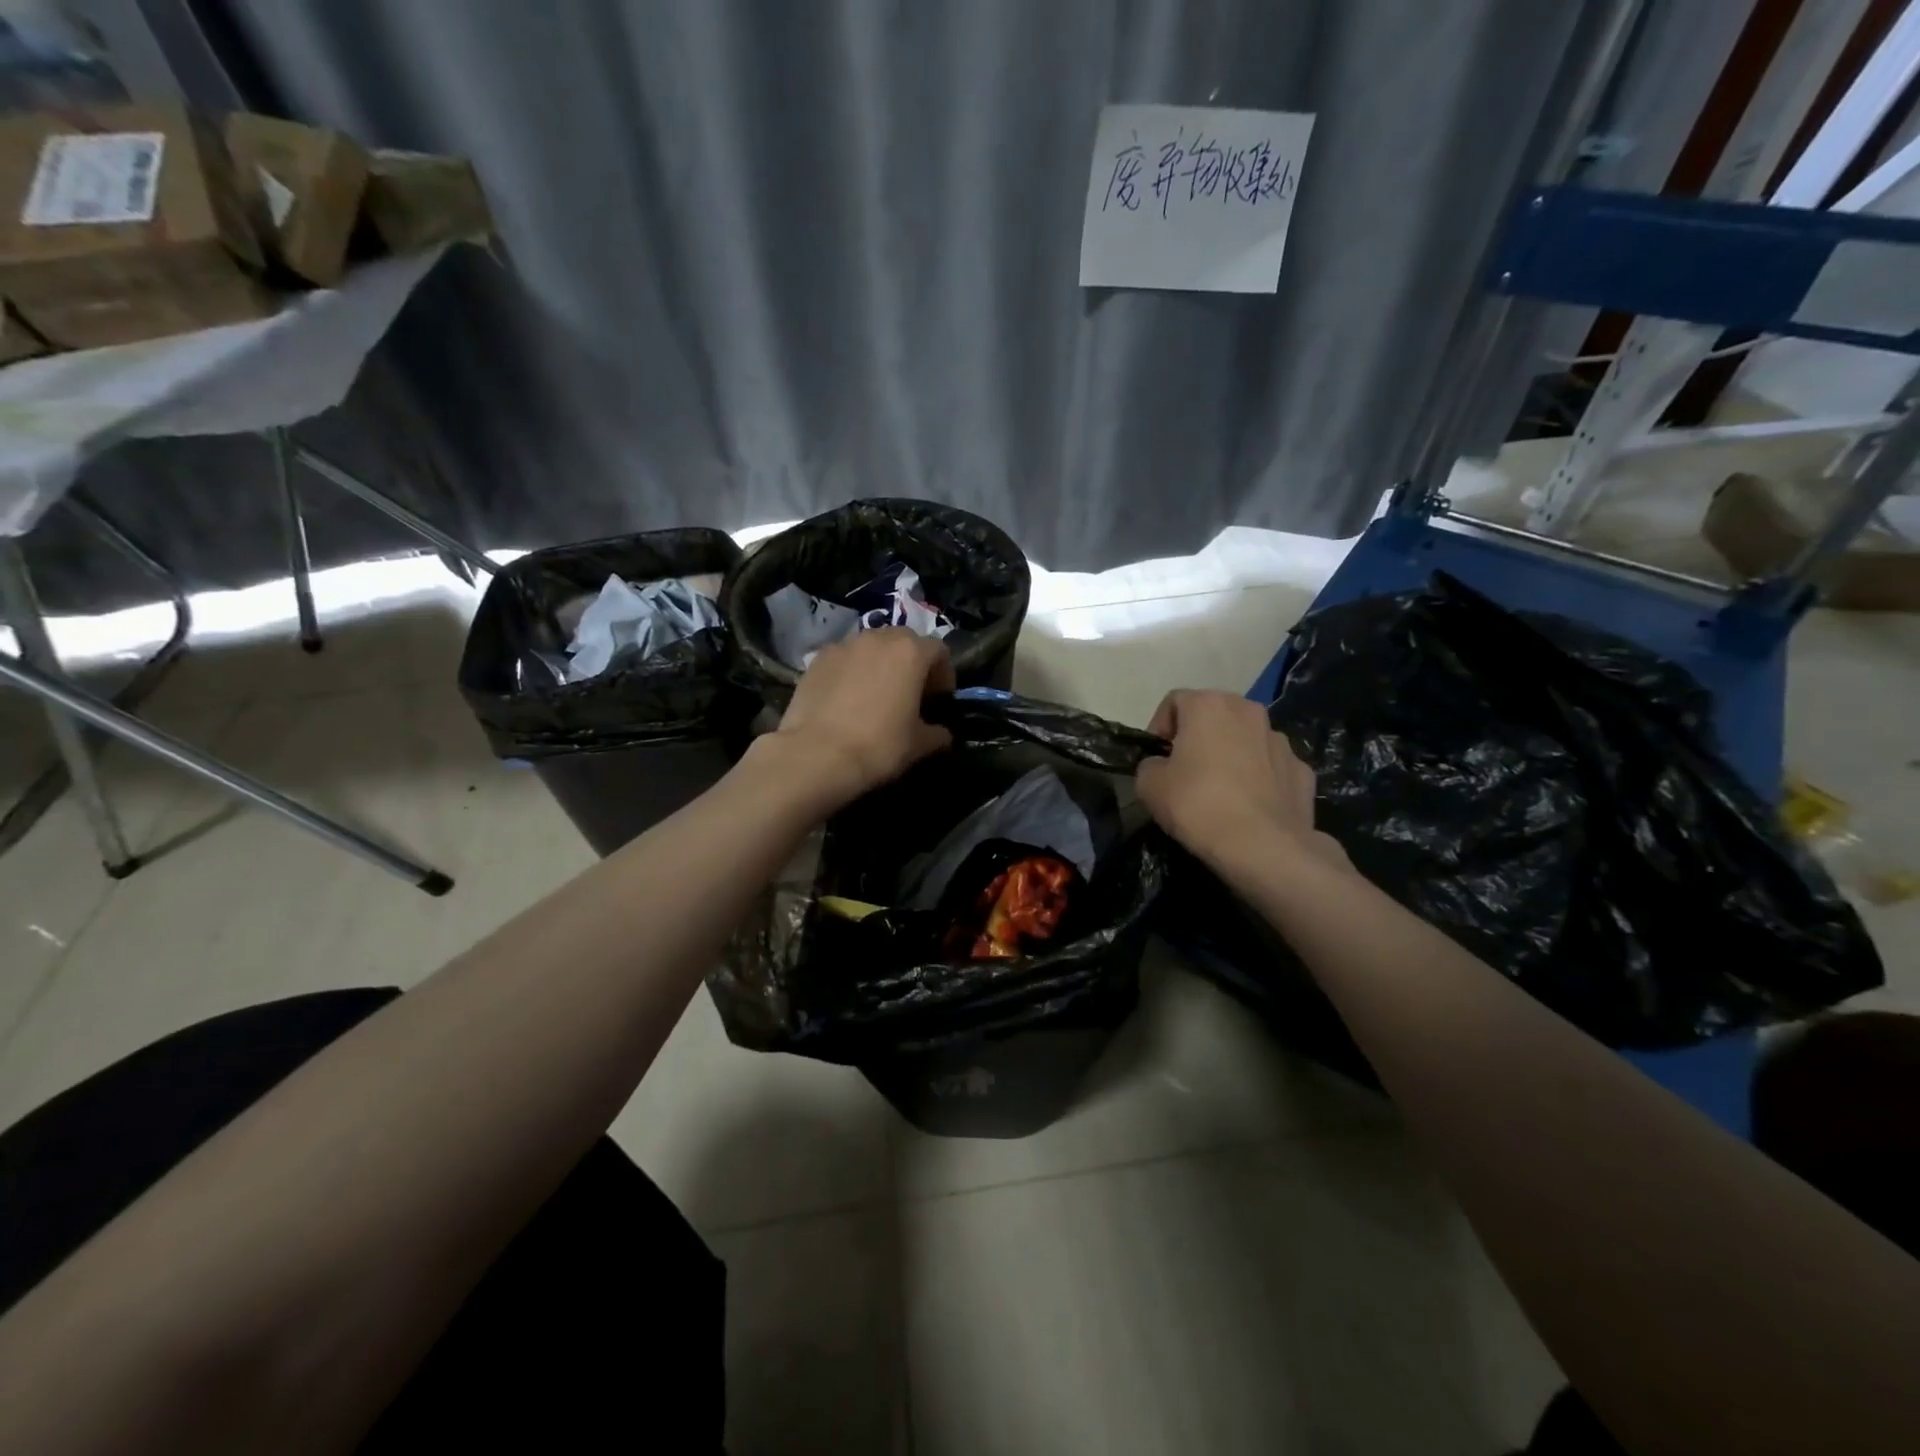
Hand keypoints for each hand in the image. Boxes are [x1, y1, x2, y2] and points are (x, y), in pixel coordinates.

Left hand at [773, 628, 955, 807]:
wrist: (816, 755)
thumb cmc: (878, 746)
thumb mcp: (920, 745)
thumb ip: (938, 732)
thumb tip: (942, 732)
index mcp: (911, 652)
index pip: (939, 651)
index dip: (944, 675)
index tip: (938, 700)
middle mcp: (878, 638)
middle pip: (904, 642)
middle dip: (911, 664)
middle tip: (908, 695)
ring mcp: (844, 645)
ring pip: (872, 647)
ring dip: (880, 665)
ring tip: (875, 695)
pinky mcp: (817, 659)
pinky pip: (844, 659)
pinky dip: (851, 672)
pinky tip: (846, 700)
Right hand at [1135, 690, 1347, 877]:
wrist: (1263, 846)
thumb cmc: (1198, 805)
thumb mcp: (1149, 785)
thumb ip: (1151, 765)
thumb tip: (1162, 767)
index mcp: (1209, 705)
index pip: (1174, 701)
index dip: (1159, 728)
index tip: (1156, 759)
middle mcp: (1249, 711)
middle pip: (1214, 716)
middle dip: (1198, 738)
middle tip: (1185, 772)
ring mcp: (1281, 740)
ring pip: (1246, 740)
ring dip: (1231, 755)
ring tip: (1220, 792)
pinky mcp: (1302, 770)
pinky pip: (1271, 767)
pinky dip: (1259, 779)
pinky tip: (1249, 806)